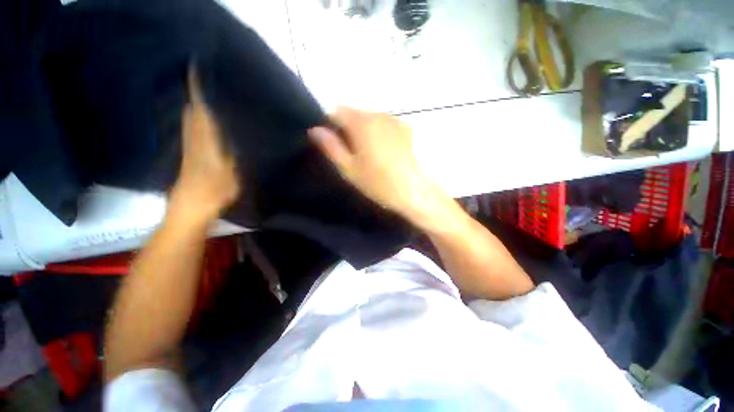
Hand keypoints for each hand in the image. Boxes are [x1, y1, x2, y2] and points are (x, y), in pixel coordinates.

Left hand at [169, 67, 239, 223]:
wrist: (190, 209)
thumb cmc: (213, 192)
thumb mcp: (232, 173)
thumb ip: (233, 154)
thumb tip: (234, 136)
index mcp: (205, 141)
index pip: (200, 111)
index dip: (197, 92)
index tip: (197, 72)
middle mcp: (195, 140)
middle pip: (193, 113)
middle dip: (197, 96)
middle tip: (208, 82)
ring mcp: (191, 148)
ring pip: (191, 122)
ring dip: (196, 108)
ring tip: (208, 97)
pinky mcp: (190, 157)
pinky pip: (193, 133)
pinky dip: (198, 123)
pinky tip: (207, 123)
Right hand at [308, 107, 439, 222]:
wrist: (415, 192)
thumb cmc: (379, 183)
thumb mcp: (349, 169)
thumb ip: (331, 147)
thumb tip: (315, 130)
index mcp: (361, 124)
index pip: (337, 111)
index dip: (332, 125)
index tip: (335, 144)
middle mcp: (378, 115)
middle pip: (356, 114)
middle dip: (350, 129)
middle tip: (353, 154)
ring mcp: (395, 120)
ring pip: (371, 119)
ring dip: (366, 131)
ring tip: (371, 156)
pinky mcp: (407, 129)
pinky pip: (386, 125)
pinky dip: (380, 134)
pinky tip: (387, 153)